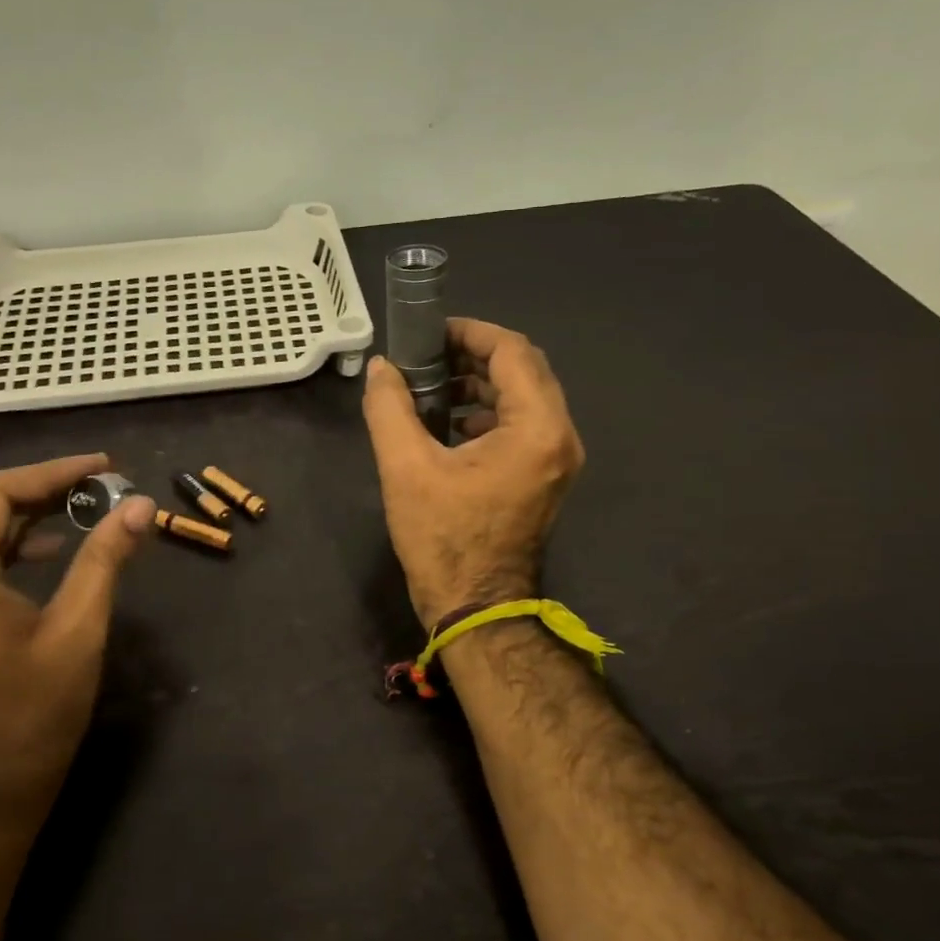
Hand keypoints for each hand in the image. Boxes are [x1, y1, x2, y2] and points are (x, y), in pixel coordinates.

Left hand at [0, 454, 154, 832]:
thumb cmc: (35, 714)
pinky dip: (17, 549)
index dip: (53, 472)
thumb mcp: (79, 630)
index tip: (105, 466)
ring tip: (89, 508)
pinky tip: (56, 551)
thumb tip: (140, 505)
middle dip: (47, 491)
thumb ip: (105, 558)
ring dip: (34, 518)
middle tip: (105, 485)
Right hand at [363, 319, 584, 625]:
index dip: (470, 332)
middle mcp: (559, 437)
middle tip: (426, 356)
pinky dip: (488, 412)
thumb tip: (380, 368)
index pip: (512, 352)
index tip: (428, 333)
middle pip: (524, 370)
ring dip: (480, 383)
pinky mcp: (544, 477)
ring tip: (432, 388)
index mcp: (536, 429)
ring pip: (525, 397)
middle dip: (474, 355)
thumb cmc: (443, 539)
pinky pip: (523, 425)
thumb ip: (389, 408)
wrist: (475, 608)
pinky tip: (449, 424)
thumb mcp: (405, 468)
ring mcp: (556, 459)